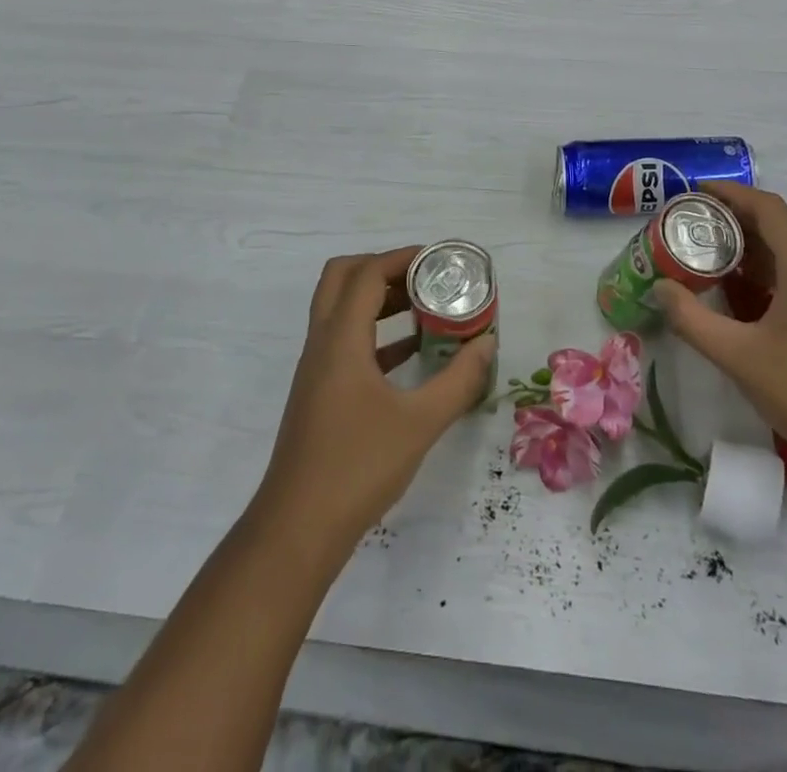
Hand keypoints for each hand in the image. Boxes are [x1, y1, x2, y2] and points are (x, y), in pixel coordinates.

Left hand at [257, 248, 495, 551]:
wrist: (298, 528)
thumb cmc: (358, 467)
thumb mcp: (420, 422)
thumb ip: (459, 380)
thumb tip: (487, 343)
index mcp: (341, 339)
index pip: (366, 274)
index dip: (401, 258)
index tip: (437, 259)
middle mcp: (322, 343)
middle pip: (341, 278)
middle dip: (382, 268)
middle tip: (422, 277)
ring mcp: (316, 368)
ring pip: (341, 309)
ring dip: (378, 299)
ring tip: (423, 306)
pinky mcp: (319, 392)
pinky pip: (345, 342)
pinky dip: (375, 333)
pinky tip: (409, 352)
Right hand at [653, 182, 786, 483]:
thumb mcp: (740, 357)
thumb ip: (692, 320)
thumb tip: (660, 289)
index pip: (767, 207)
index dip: (730, 193)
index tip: (693, 192)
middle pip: (777, 225)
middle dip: (732, 219)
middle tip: (689, 224)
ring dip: (748, 247)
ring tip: (705, 252)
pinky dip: (765, 272)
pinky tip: (739, 293)